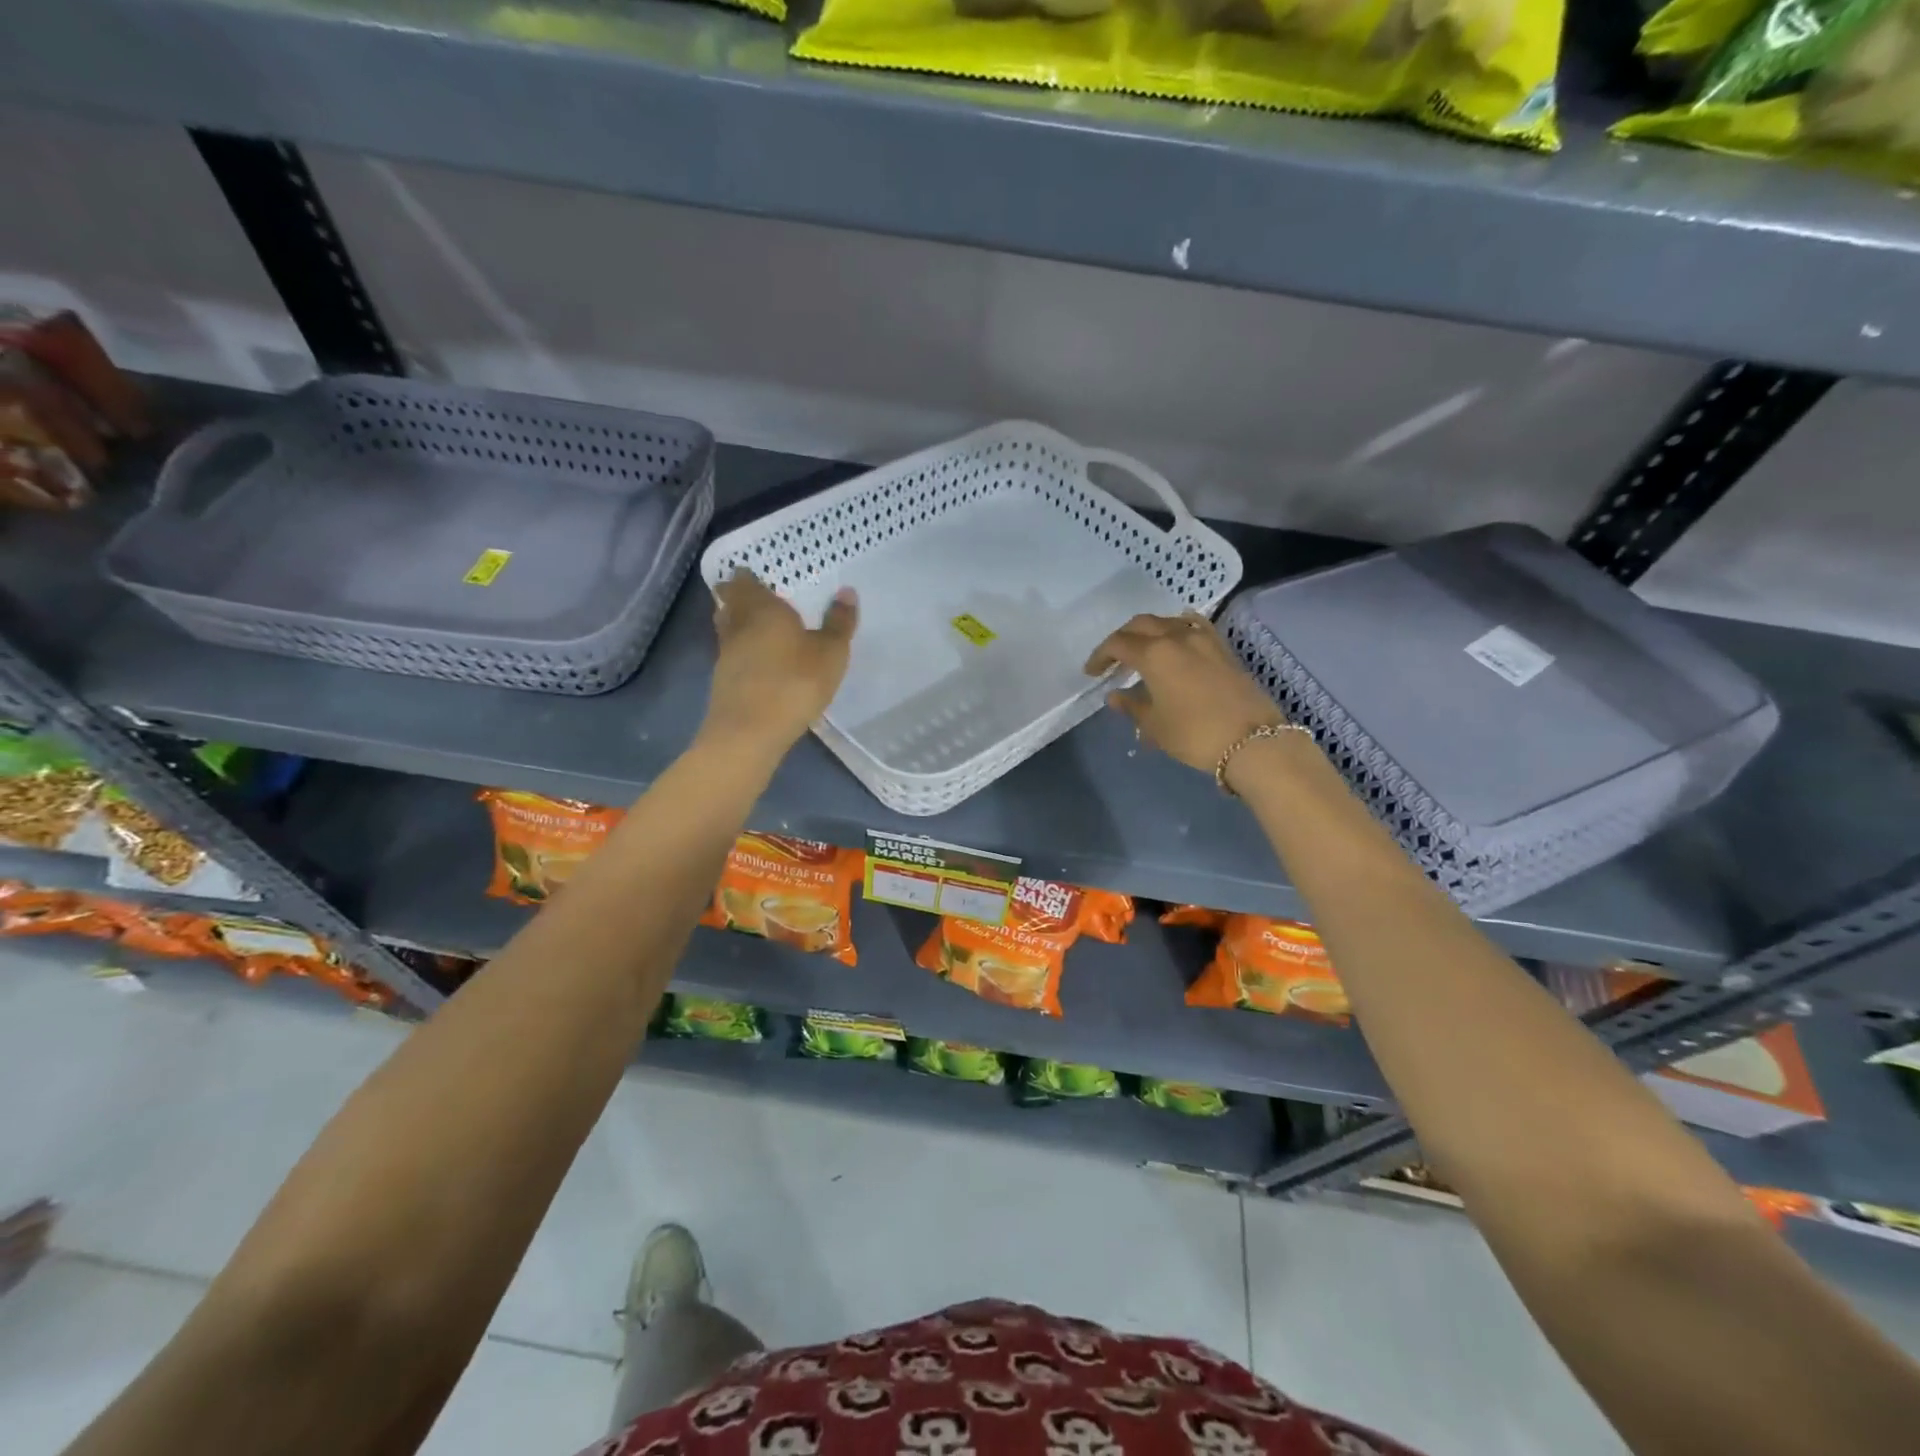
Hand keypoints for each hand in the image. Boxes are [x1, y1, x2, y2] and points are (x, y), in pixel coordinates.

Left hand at [701, 571, 857, 759]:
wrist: (750, 732)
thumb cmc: (794, 682)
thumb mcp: (830, 652)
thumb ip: (838, 622)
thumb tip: (846, 591)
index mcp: (762, 609)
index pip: (745, 583)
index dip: (748, 578)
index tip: (754, 576)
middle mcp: (738, 626)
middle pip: (729, 603)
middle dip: (738, 598)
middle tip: (754, 597)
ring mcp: (725, 655)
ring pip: (727, 629)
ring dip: (737, 625)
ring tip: (757, 628)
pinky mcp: (722, 683)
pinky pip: (731, 656)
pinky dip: (741, 653)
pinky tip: (757, 663)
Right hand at [1085, 612, 1287, 774]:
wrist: (1253, 741)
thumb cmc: (1194, 734)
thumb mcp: (1155, 726)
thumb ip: (1131, 706)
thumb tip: (1115, 695)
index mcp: (1154, 654)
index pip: (1118, 644)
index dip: (1100, 656)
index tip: (1092, 673)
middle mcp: (1177, 637)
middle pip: (1141, 625)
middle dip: (1122, 638)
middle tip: (1113, 659)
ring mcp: (1204, 639)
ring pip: (1168, 622)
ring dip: (1150, 632)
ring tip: (1143, 651)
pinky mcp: (1223, 648)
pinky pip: (1195, 627)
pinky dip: (1179, 628)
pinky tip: (1177, 636)